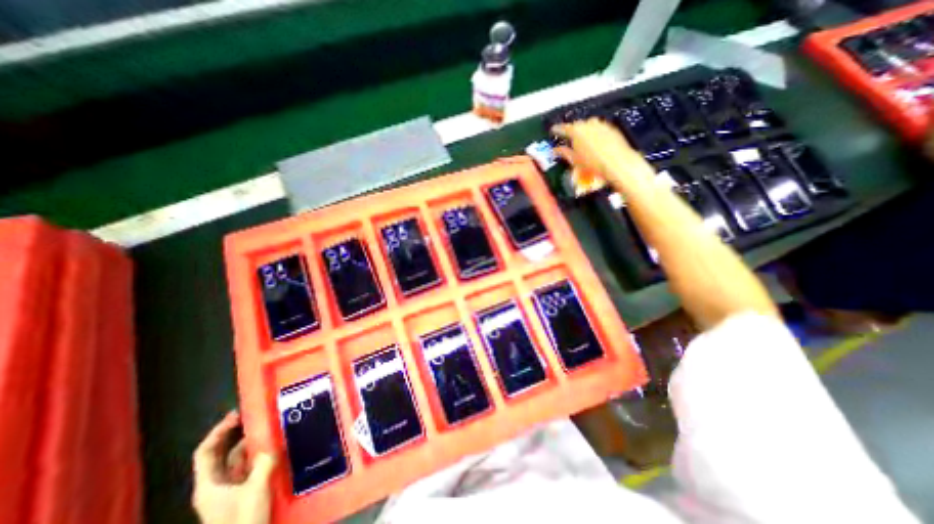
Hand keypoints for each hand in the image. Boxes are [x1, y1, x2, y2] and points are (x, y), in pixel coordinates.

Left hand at [190, 411, 274, 523]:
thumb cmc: (242, 522)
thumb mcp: (255, 491)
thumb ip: (263, 464)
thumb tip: (272, 445)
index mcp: (208, 484)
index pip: (205, 452)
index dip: (218, 431)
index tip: (237, 414)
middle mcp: (215, 485)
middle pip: (221, 454)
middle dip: (236, 434)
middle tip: (257, 415)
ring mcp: (229, 490)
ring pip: (237, 460)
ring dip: (252, 444)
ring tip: (270, 428)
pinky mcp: (243, 493)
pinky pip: (249, 467)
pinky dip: (259, 455)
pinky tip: (274, 448)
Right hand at [552, 116, 654, 185]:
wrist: (617, 163)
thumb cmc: (594, 163)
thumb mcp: (574, 161)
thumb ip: (564, 153)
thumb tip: (556, 151)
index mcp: (576, 131)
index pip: (562, 128)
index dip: (556, 130)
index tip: (553, 130)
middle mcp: (588, 124)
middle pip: (576, 125)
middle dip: (572, 132)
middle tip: (569, 141)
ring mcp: (601, 124)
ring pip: (588, 126)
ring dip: (584, 133)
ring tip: (583, 145)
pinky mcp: (611, 128)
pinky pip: (599, 128)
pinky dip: (595, 134)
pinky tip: (595, 145)